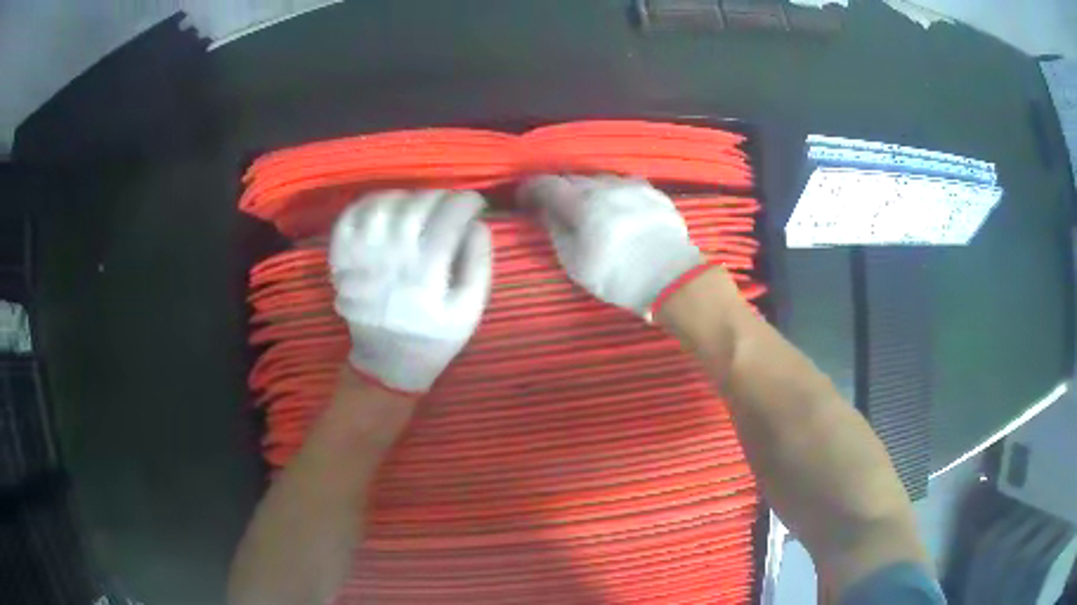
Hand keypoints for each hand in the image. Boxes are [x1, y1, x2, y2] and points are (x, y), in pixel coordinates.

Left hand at [329, 190, 491, 393]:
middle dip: (440, 196)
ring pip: (382, 206)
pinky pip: (349, 217)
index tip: (475, 204)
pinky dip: (368, 202)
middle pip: (415, 207)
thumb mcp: (470, 311)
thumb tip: (477, 224)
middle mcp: (389, 261)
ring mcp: (360, 258)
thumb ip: (479, 265)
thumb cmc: (433, 338)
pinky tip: (386, 208)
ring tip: (419, 206)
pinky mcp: (341, 259)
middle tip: (450, 204)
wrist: (386, 363)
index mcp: (425, 276)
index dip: (466, 202)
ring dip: (406, 196)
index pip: (448, 220)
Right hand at [519, 175, 702, 316]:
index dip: (531, 189)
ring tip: (592, 211)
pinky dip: (615, 195)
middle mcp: (605, 186)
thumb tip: (546, 212)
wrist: (673, 277)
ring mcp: (633, 186)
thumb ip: (557, 231)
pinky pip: (626, 187)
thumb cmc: (618, 276)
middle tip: (558, 209)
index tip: (524, 199)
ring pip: (601, 180)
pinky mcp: (654, 193)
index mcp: (581, 202)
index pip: (547, 184)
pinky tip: (620, 212)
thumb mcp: (575, 262)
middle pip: (574, 179)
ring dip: (590, 191)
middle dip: (561, 191)